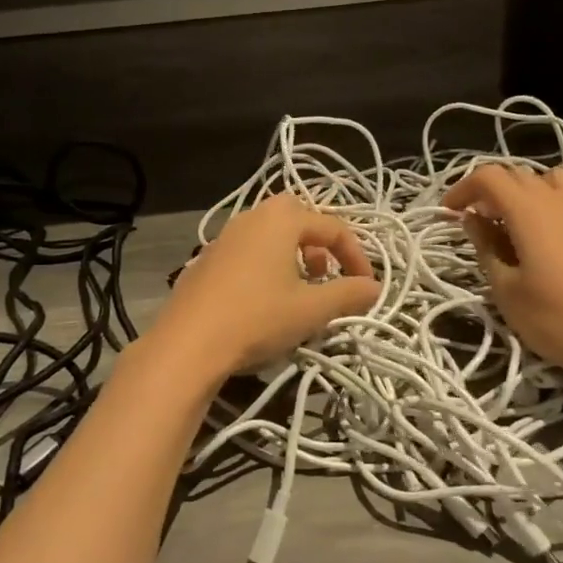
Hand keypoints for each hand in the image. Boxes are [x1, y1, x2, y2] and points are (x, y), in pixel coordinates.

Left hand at [150, 196, 380, 380]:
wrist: (188, 343)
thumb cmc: (257, 318)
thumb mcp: (312, 310)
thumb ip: (348, 294)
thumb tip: (375, 288)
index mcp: (281, 220)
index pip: (332, 227)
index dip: (356, 256)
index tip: (366, 288)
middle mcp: (251, 218)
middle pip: (296, 218)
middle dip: (319, 245)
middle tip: (326, 276)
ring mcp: (223, 238)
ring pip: (269, 236)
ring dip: (292, 257)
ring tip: (298, 293)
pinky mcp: (205, 261)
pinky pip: (246, 253)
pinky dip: (265, 267)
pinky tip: (263, 303)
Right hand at [442, 164, 562, 381]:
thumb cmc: (553, 319)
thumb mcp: (505, 289)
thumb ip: (485, 247)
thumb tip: (472, 219)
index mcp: (528, 210)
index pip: (489, 177)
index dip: (463, 188)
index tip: (448, 213)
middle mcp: (558, 201)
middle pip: (519, 175)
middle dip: (491, 191)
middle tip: (476, 223)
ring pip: (556, 180)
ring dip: (530, 191)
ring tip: (518, 221)